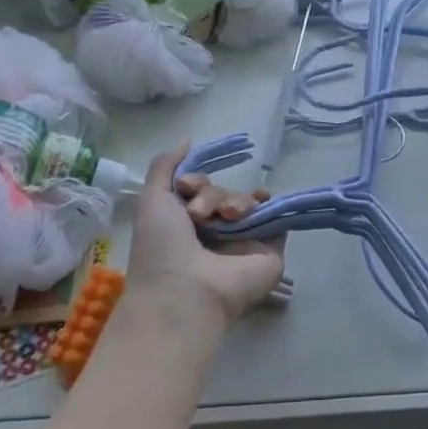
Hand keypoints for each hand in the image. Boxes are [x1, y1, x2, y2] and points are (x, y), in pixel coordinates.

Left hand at [125, 142, 286, 323]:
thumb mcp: (153, 200)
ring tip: (227, 218)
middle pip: (223, 193)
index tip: (188, 188)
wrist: (188, 290)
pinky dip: (268, 205)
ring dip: (235, 201)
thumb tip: (187, 138)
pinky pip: (274, 216)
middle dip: (212, 195)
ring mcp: (244, 241)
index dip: (196, 182)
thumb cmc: (162, 248)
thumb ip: (165, 167)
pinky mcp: (269, 248)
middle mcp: (215, 233)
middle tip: (200, 214)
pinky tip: (258, 204)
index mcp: (186, 225)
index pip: (201, 190)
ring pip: (246, 201)